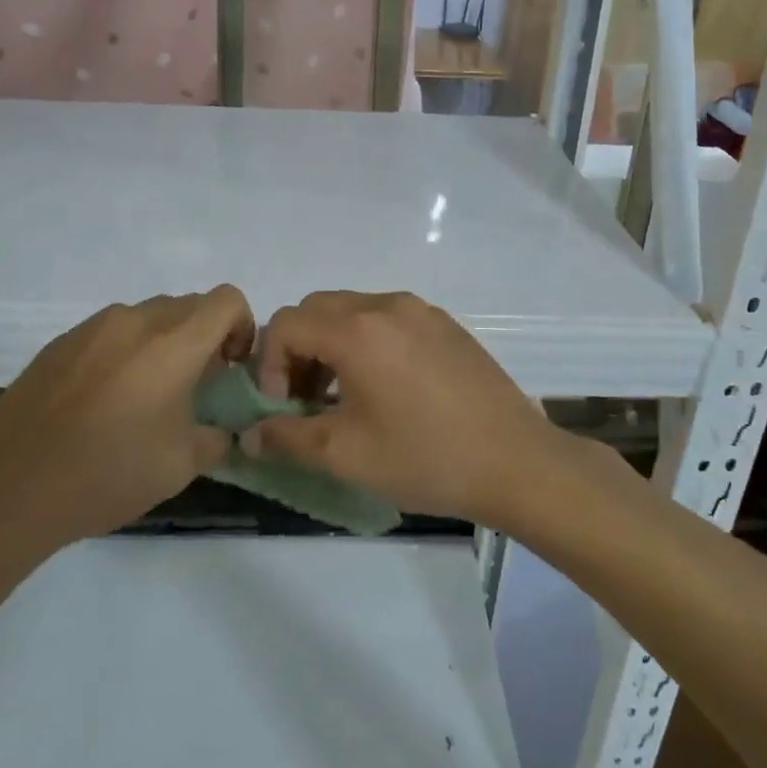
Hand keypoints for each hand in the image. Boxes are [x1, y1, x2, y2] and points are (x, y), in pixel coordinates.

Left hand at [0, 286, 254, 551]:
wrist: (8, 489)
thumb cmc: (107, 474)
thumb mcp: (181, 466)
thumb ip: (217, 438)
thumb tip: (224, 428)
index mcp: (173, 342)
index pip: (227, 300)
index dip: (242, 326)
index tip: (230, 368)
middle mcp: (135, 320)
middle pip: (189, 306)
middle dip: (204, 338)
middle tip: (195, 387)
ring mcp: (92, 327)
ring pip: (148, 316)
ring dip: (163, 343)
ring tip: (146, 395)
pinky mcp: (60, 342)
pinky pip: (110, 332)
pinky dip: (125, 352)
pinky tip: (103, 401)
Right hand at [249, 291, 564, 526]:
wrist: (517, 462)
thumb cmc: (425, 458)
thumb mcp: (346, 455)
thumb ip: (287, 438)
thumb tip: (249, 436)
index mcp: (358, 330)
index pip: (286, 323)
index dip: (270, 365)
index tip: (285, 408)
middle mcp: (387, 305)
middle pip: (316, 309)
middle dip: (297, 350)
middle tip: (306, 400)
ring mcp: (421, 311)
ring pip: (352, 311)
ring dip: (332, 345)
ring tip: (343, 397)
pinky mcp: (445, 324)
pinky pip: (388, 319)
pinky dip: (367, 343)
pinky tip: (386, 389)